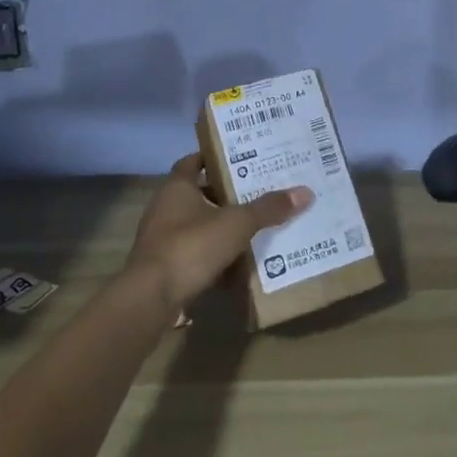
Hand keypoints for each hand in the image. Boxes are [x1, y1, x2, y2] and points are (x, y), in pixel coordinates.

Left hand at [125, 153, 313, 308]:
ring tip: (253, 225)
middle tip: (257, 190)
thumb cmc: (190, 247)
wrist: (151, 299)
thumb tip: (305, 192)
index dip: (213, 158)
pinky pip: (194, 253)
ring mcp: (161, 239)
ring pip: (197, 225)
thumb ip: (268, 209)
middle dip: (225, 194)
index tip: (240, 156)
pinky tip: (237, 262)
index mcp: (176, 188)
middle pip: (198, 194)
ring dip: (220, 226)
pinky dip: (213, 255)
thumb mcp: (236, 224)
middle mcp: (164, 208)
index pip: (193, 162)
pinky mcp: (164, 268)